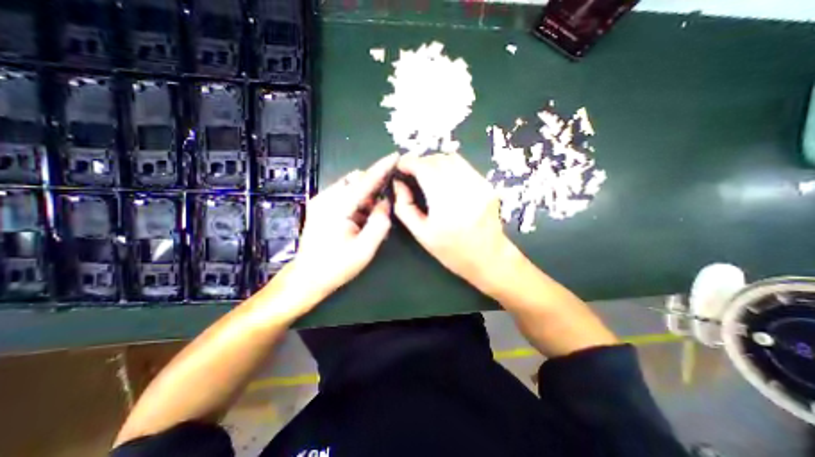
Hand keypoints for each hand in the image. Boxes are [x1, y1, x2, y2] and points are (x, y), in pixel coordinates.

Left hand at [284, 154, 400, 303]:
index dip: (382, 168)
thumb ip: (379, 223)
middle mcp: (326, 198)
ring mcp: (321, 201)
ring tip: (371, 216)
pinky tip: (360, 218)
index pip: (364, 181)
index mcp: (337, 207)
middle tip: (383, 207)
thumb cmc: (336, 266)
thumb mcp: (365, 249)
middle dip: (373, 187)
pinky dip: (357, 201)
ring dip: (365, 196)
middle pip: (356, 179)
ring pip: (350, 186)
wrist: (308, 277)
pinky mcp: (320, 206)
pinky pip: (344, 194)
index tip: (395, 156)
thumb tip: (385, 203)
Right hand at [391, 152, 518, 294]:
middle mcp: (464, 188)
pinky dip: (450, 167)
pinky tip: (446, 180)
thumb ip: (404, 207)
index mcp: (445, 203)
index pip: (424, 168)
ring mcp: (479, 184)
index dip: (409, 162)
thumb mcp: (421, 234)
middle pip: (438, 159)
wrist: (488, 257)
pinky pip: (464, 166)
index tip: (400, 165)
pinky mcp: (487, 185)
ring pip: (453, 158)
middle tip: (413, 172)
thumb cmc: (451, 251)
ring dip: (436, 162)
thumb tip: (398, 184)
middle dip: (422, 161)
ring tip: (428, 174)